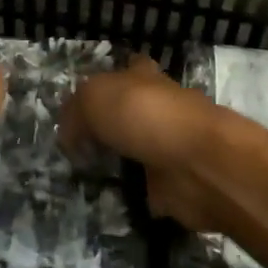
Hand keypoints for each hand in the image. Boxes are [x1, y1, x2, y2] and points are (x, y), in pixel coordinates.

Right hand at [65, 58, 228, 232]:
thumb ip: (75, 112)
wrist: (197, 165)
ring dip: (115, 162)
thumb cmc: (145, 116)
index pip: (129, 68)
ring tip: (80, 174)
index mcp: (144, 78)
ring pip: (134, 151)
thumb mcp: (93, 98)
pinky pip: (142, 189)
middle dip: (107, 126)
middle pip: (129, 113)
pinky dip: (127, 194)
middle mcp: (159, 109)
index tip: (85, 99)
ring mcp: (168, 148)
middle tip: (73, 144)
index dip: (110, 78)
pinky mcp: (172, 185)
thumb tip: (69, 135)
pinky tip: (102, 199)